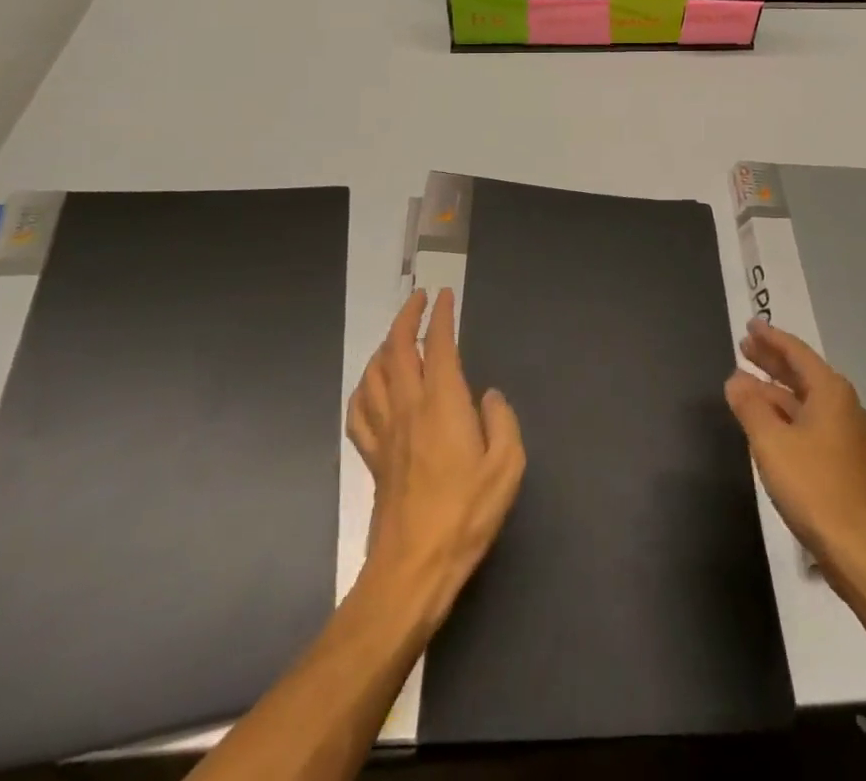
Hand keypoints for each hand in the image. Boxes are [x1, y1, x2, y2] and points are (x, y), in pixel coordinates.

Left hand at [345, 286, 524, 630]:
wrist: (413, 568)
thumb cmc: (466, 514)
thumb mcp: (506, 466)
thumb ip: (502, 421)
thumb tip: (488, 396)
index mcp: (443, 403)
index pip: (438, 345)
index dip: (441, 316)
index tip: (444, 296)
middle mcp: (408, 408)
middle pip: (397, 350)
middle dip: (406, 318)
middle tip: (418, 300)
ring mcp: (385, 433)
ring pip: (373, 374)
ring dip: (383, 346)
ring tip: (396, 336)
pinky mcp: (372, 458)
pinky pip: (359, 411)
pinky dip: (363, 387)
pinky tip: (371, 386)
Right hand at [725, 317, 865, 591]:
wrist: (864, 551)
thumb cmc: (815, 487)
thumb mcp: (772, 443)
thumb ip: (750, 407)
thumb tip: (736, 379)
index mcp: (830, 392)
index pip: (796, 353)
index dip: (771, 338)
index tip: (751, 325)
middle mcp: (842, 406)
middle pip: (802, 373)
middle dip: (772, 360)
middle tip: (744, 347)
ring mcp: (846, 436)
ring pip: (804, 401)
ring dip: (775, 390)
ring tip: (746, 383)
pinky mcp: (844, 463)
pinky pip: (809, 423)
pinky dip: (785, 415)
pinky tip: (768, 424)